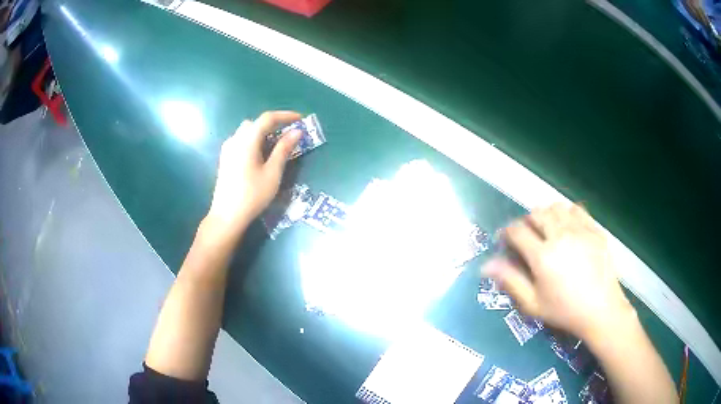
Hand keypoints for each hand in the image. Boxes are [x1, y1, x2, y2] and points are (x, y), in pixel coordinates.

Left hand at [206, 111, 301, 236]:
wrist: (227, 216)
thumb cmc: (253, 195)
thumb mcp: (273, 173)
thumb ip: (284, 149)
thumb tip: (297, 132)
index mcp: (247, 140)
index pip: (267, 118)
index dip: (285, 115)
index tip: (301, 119)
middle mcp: (235, 139)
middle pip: (255, 123)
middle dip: (273, 124)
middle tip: (288, 135)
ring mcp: (227, 149)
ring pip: (246, 131)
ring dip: (262, 133)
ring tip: (275, 146)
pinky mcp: (225, 159)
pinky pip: (240, 141)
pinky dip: (253, 141)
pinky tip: (259, 156)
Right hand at [483, 203, 633, 340]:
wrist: (601, 310)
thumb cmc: (564, 311)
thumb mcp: (533, 303)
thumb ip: (510, 280)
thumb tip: (486, 265)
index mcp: (542, 255)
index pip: (517, 231)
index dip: (506, 232)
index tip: (505, 240)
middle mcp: (560, 235)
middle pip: (536, 213)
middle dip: (526, 221)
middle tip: (527, 236)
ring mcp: (580, 229)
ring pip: (556, 207)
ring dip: (547, 214)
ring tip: (548, 229)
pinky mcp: (595, 229)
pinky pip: (577, 209)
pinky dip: (567, 213)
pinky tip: (568, 227)